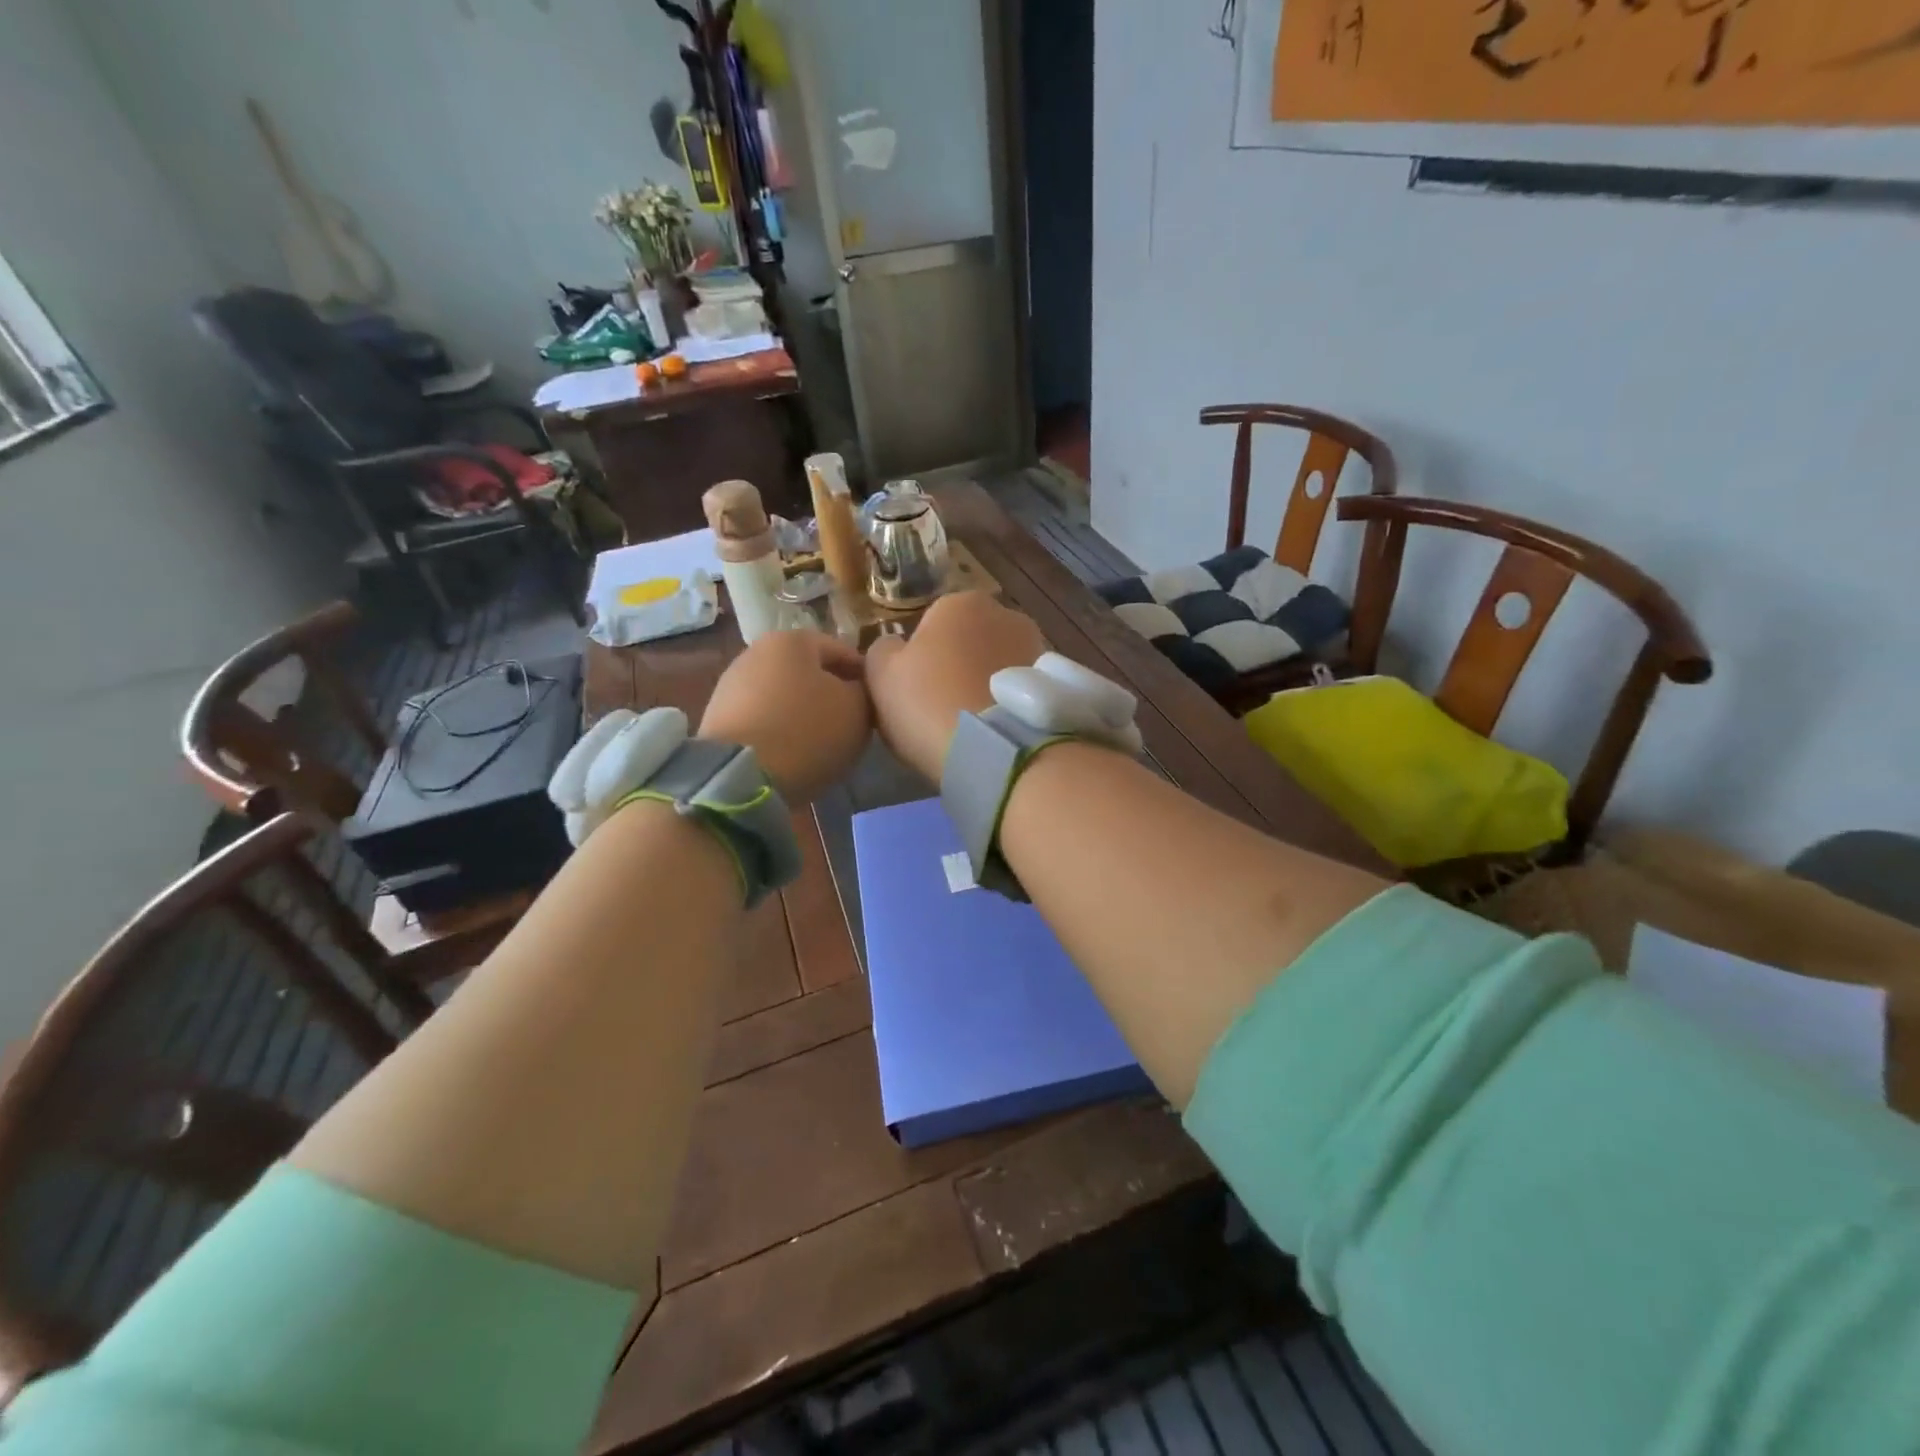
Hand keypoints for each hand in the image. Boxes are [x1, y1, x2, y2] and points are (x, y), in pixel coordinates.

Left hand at [700, 631, 871, 802]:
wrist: (740, 775)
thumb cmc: (807, 731)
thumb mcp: (857, 710)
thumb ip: (866, 692)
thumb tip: (858, 690)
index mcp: (793, 639)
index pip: (844, 651)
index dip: (866, 678)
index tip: (878, 704)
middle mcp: (758, 651)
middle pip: (810, 672)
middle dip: (832, 695)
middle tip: (853, 725)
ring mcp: (733, 684)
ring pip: (785, 696)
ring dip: (805, 714)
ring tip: (824, 744)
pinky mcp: (718, 717)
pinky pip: (763, 719)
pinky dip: (781, 731)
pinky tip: (793, 754)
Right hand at [864, 592, 1045, 780]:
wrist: (993, 750)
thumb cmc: (928, 702)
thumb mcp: (880, 675)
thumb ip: (882, 650)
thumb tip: (895, 647)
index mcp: (960, 602)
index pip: (930, 624)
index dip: (918, 659)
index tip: (914, 692)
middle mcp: (1005, 613)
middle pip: (968, 641)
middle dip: (957, 666)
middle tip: (940, 708)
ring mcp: (1036, 647)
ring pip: (997, 666)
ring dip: (984, 685)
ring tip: (970, 725)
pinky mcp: (1054, 684)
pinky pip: (1018, 691)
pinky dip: (1007, 704)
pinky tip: (994, 732)